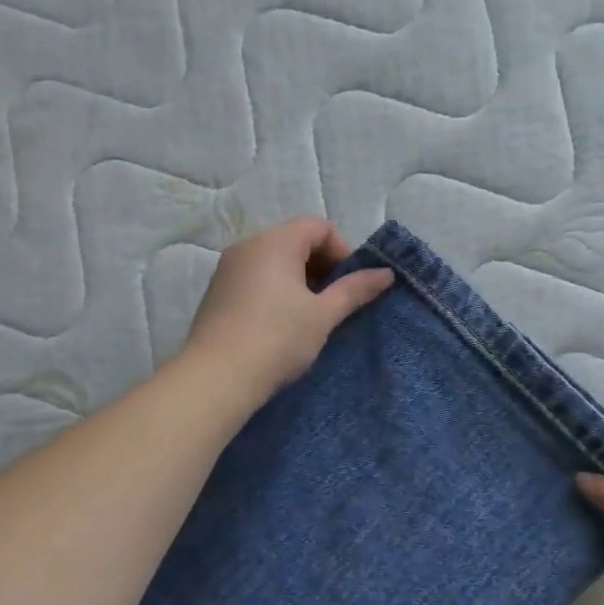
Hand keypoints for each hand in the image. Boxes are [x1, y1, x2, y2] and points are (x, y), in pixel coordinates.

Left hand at [181, 217, 394, 405]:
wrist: (217, 378)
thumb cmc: (278, 339)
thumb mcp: (323, 315)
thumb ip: (355, 289)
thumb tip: (386, 273)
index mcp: (274, 242)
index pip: (318, 227)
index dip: (343, 250)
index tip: (352, 284)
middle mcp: (247, 246)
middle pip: (295, 241)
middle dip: (323, 266)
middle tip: (337, 301)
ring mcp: (228, 269)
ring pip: (275, 261)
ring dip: (301, 281)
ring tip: (314, 316)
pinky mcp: (218, 293)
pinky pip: (256, 278)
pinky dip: (277, 291)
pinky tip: (284, 324)